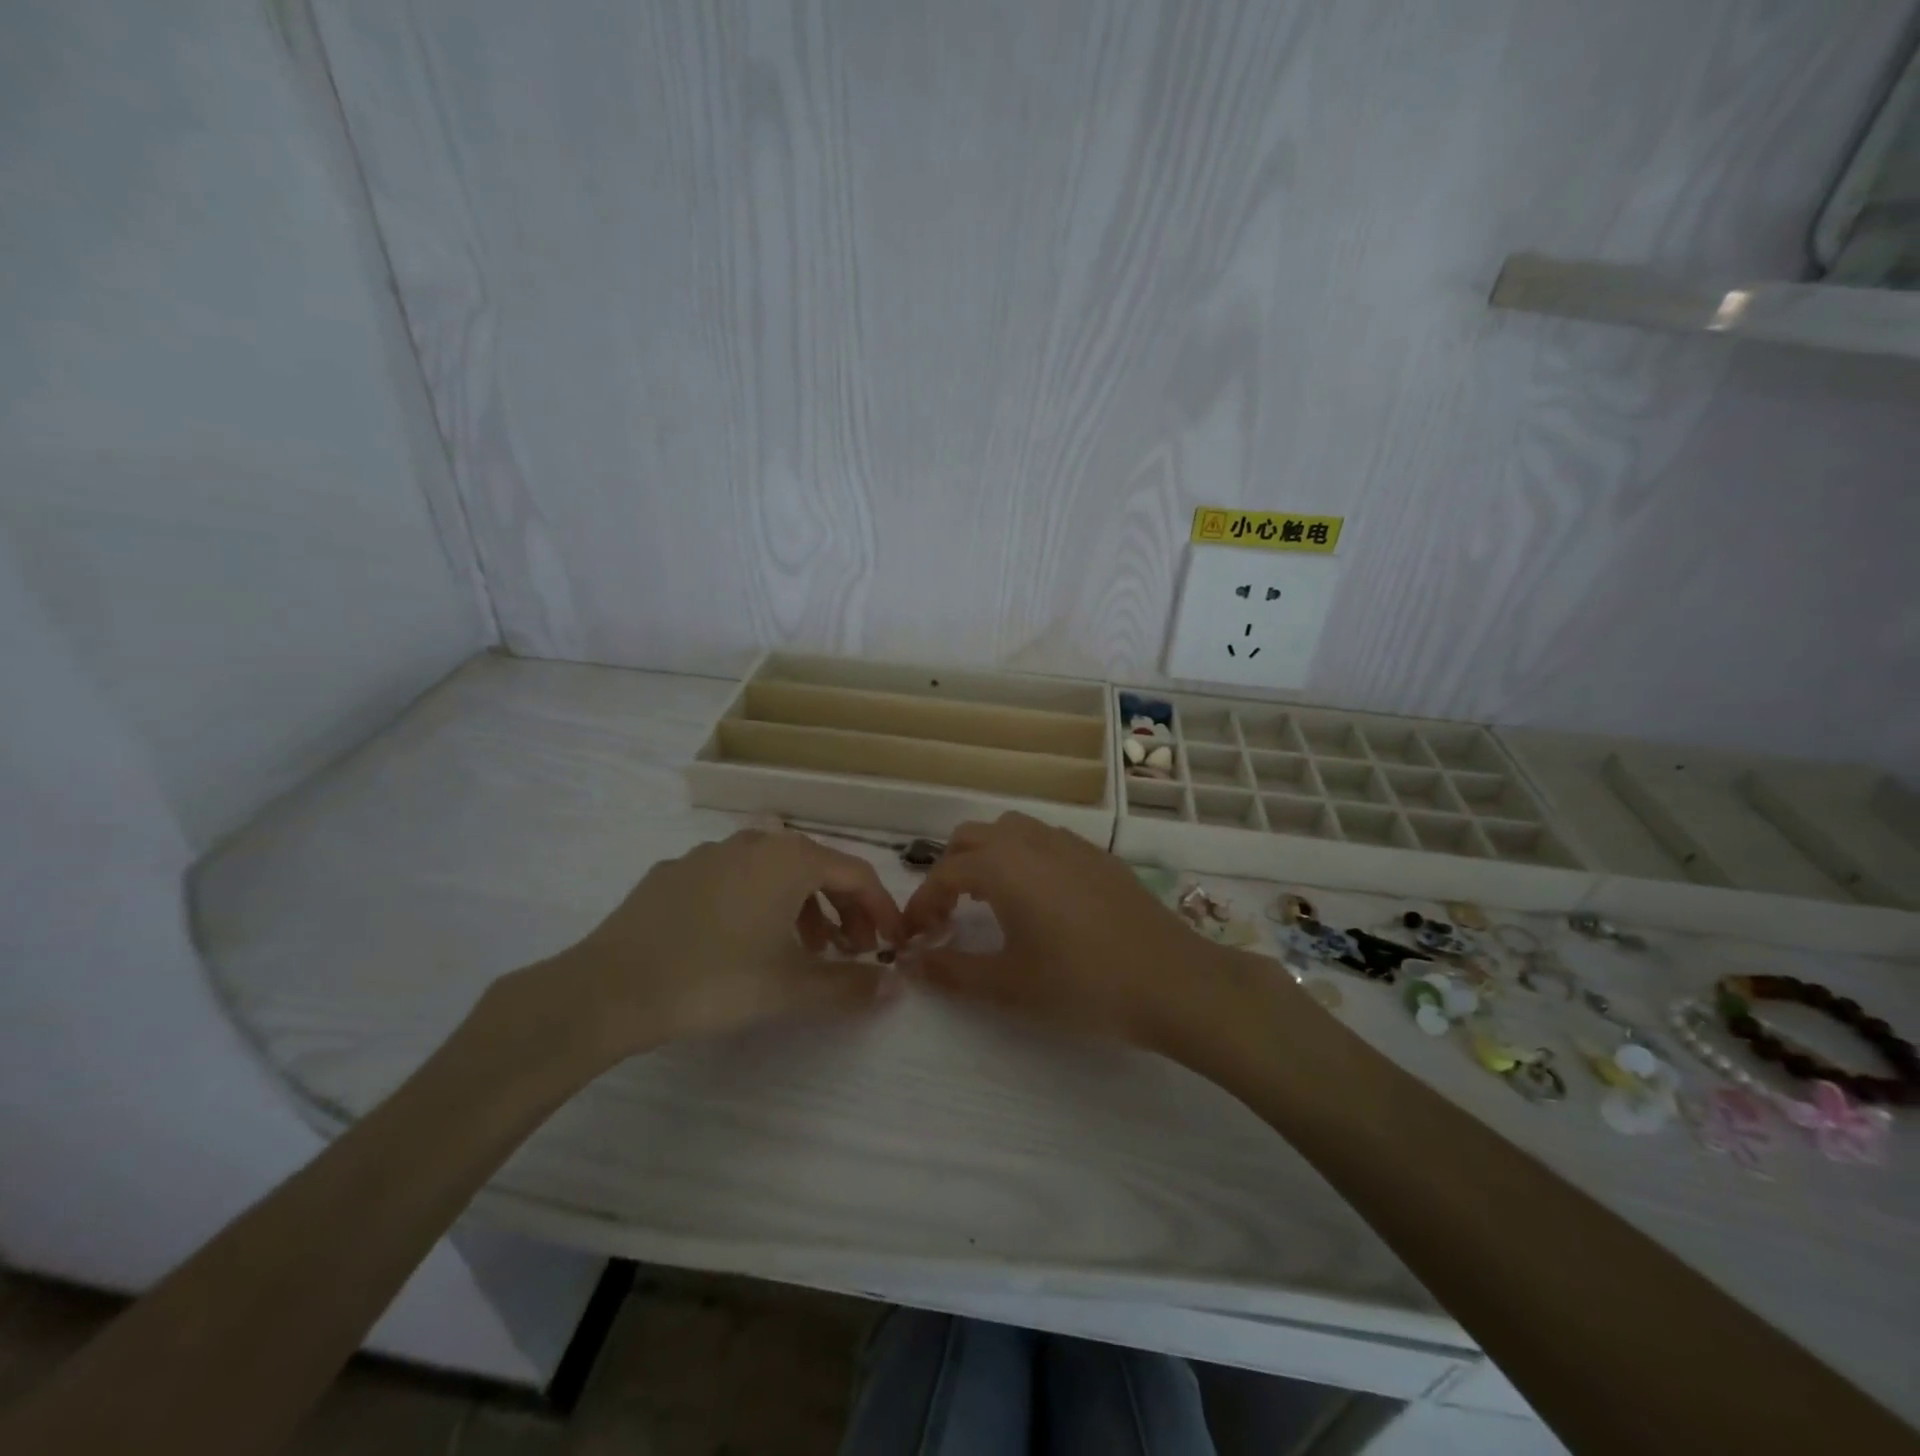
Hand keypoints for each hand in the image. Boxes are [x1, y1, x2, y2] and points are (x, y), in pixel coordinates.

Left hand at [492, 829, 904, 1073]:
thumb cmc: (715, 979)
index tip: (892, 944)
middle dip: (843, 910)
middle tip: (851, 951)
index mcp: (790, 859)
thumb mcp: (791, 987)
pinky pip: (733, 879)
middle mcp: (755, 842)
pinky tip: (741, 941)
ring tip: (802, 950)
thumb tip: (896, 986)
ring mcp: (710, 852)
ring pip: (773, 873)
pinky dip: (756, 903)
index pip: (857, 875)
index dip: (882, 910)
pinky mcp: (674, 872)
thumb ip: (850, 985)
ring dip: (801, 907)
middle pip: (817, 868)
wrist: (609, 988)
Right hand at [900, 813, 1244, 1050]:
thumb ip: (952, 971)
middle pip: (972, 837)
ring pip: (1011, 830)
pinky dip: (1023, 856)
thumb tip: (911, 962)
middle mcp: (1032, 841)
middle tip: (948, 915)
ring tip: (988, 900)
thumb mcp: (1009, 986)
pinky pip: (1045, 840)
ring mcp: (1070, 843)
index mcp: (1003, 866)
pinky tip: (1039, 898)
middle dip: (949, 870)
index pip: (943, 874)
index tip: (914, 938)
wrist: (1173, 982)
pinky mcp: (1099, 855)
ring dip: (987, 856)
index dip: (921, 904)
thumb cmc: (1083, 985)